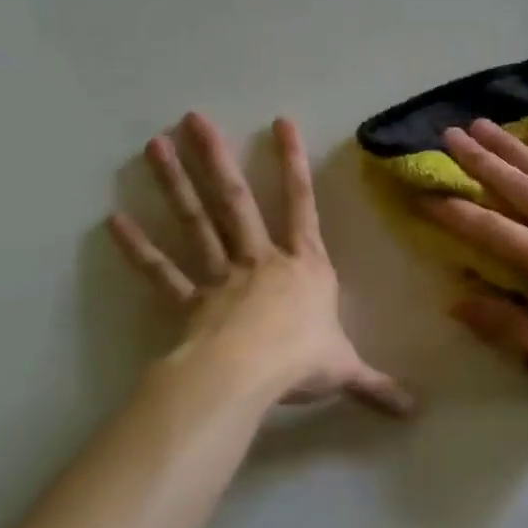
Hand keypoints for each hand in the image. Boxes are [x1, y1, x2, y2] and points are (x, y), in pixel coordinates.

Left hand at [107, 113, 413, 415]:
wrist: (247, 378)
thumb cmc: (301, 362)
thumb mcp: (346, 371)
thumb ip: (376, 386)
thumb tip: (414, 409)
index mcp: (304, 266)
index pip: (302, 204)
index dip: (293, 163)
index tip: (280, 122)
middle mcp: (260, 260)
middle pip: (236, 201)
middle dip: (215, 158)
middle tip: (191, 118)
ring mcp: (220, 276)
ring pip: (196, 223)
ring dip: (174, 184)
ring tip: (153, 146)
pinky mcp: (188, 302)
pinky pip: (161, 272)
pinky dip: (138, 248)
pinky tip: (113, 220)